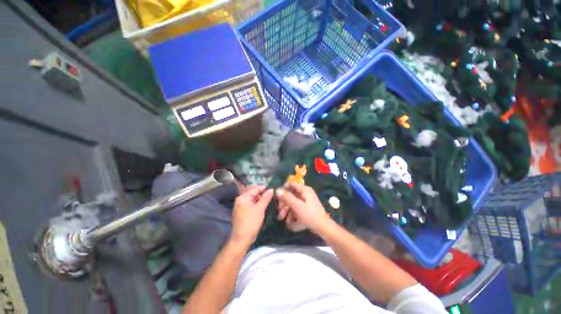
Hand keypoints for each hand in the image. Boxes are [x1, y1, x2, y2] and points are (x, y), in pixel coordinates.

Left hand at [230, 186, 273, 246]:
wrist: (242, 239)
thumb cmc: (250, 222)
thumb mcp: (260, 209)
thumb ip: (266, 198)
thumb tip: (272, 189)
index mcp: (243, 197)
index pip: (255, 188)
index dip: (265, 188)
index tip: (274, 188)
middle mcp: (241, 200)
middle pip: (254, 193)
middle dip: (264, 194)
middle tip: (274, 194)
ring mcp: (242, 206)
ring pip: (254, 199)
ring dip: (262, 199)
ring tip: (272, 199)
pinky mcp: (245, 212)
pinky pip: (253, 205)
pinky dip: (259, 204)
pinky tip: (266, 205)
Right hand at [275, 183, 330, 232]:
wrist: (323, 227)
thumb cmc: (310, 215)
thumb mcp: (297, 206)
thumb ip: (287, 197)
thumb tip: (277, 190)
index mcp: (304, 189)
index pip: (291, 184)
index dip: (283, 190)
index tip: (276, 198)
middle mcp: (305, 193)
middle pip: (290, 194)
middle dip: (283, 204)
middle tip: (278, 212)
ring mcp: (305, 200)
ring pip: (292, 202)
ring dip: (286, 210)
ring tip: (282, 219)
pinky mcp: (306, 208)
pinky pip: (296, 208)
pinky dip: (292, 214)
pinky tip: (290, 222)